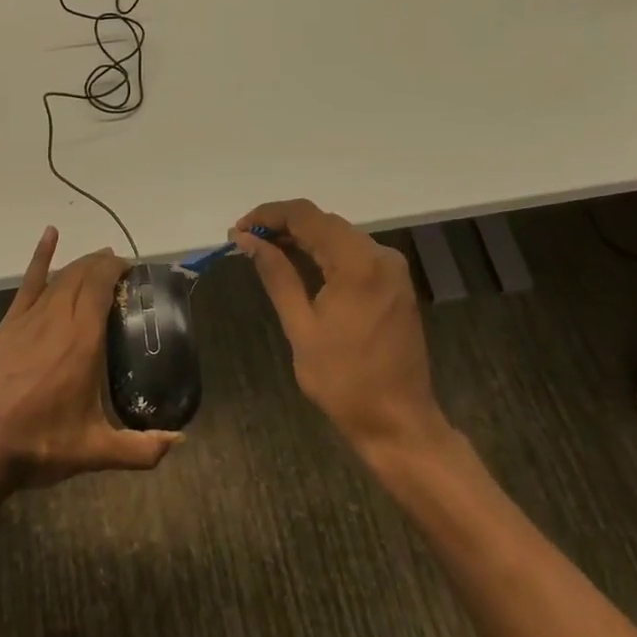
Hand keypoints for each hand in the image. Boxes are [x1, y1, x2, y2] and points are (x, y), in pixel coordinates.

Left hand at [0, 227, 180, 495]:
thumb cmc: (40, 445)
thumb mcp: (96, 452)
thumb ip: (142, 449)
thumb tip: (180, 441)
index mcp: (83, 341)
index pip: (102, 287)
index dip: (118, 271)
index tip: (134, 270)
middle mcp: (58, 319)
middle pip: (84, 276)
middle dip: (105, 265)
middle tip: (123, 269)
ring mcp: (30, 319)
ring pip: (61, 277)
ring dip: (82, 264)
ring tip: (100, 260)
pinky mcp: (9, 326)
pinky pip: (28, 283)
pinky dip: (40, 257)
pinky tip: (50, 235)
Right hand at [233, 200, 447, 456]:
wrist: (398, 420)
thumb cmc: (344, 379)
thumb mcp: (301, 326)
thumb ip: (276, 275)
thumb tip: (247, 240)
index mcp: (357, 263)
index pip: (306, 216)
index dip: (267, 215)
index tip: (238, 231)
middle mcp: (380, 255)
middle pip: (323, 221)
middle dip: (282, 225)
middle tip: (245, 243)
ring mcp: (391, 268)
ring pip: (338, 234)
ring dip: (301, 237)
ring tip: (264, 251)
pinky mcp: (394, 282)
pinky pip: (352, 252)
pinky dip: (323, 252)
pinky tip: (298, 264)